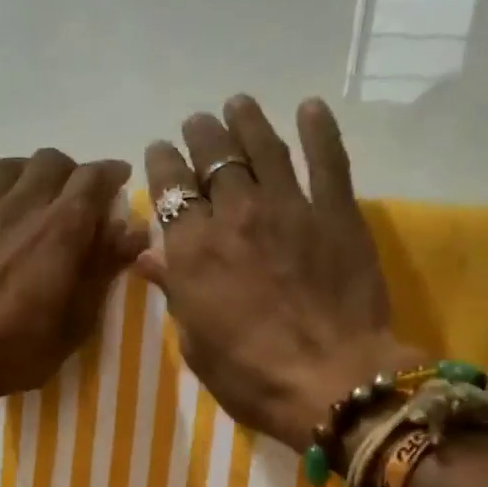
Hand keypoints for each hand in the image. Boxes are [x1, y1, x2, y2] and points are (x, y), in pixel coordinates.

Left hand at [0, 142, 143, 402]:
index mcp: (61, 230)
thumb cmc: (16, 349)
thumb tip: (133, 230)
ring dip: (31, 170)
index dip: (111, 174)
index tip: (120, 180)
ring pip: (11, 164)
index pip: (93, 179)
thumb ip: (103, 271)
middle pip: (53, 162)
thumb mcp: (75, 323)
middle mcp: (24, 204)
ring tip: (38, 189)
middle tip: (79, 199)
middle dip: (73, 173)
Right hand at [140, 95, 417, 448]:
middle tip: (198, 124)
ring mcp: (290, 207)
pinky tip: (310, 109)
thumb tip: (149, 258)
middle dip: (200, 136)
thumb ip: (175, 292)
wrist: (331, 381)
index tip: (160, 152)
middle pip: (213, 158)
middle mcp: (236, 215)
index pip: (170, 190)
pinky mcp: (338, 212)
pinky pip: (328, 159)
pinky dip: (318, 130)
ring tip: (238, 104)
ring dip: (247, 121)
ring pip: (264, 147)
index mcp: (194, 250)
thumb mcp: (197, 345)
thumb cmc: (251, 377)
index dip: (162, 165)